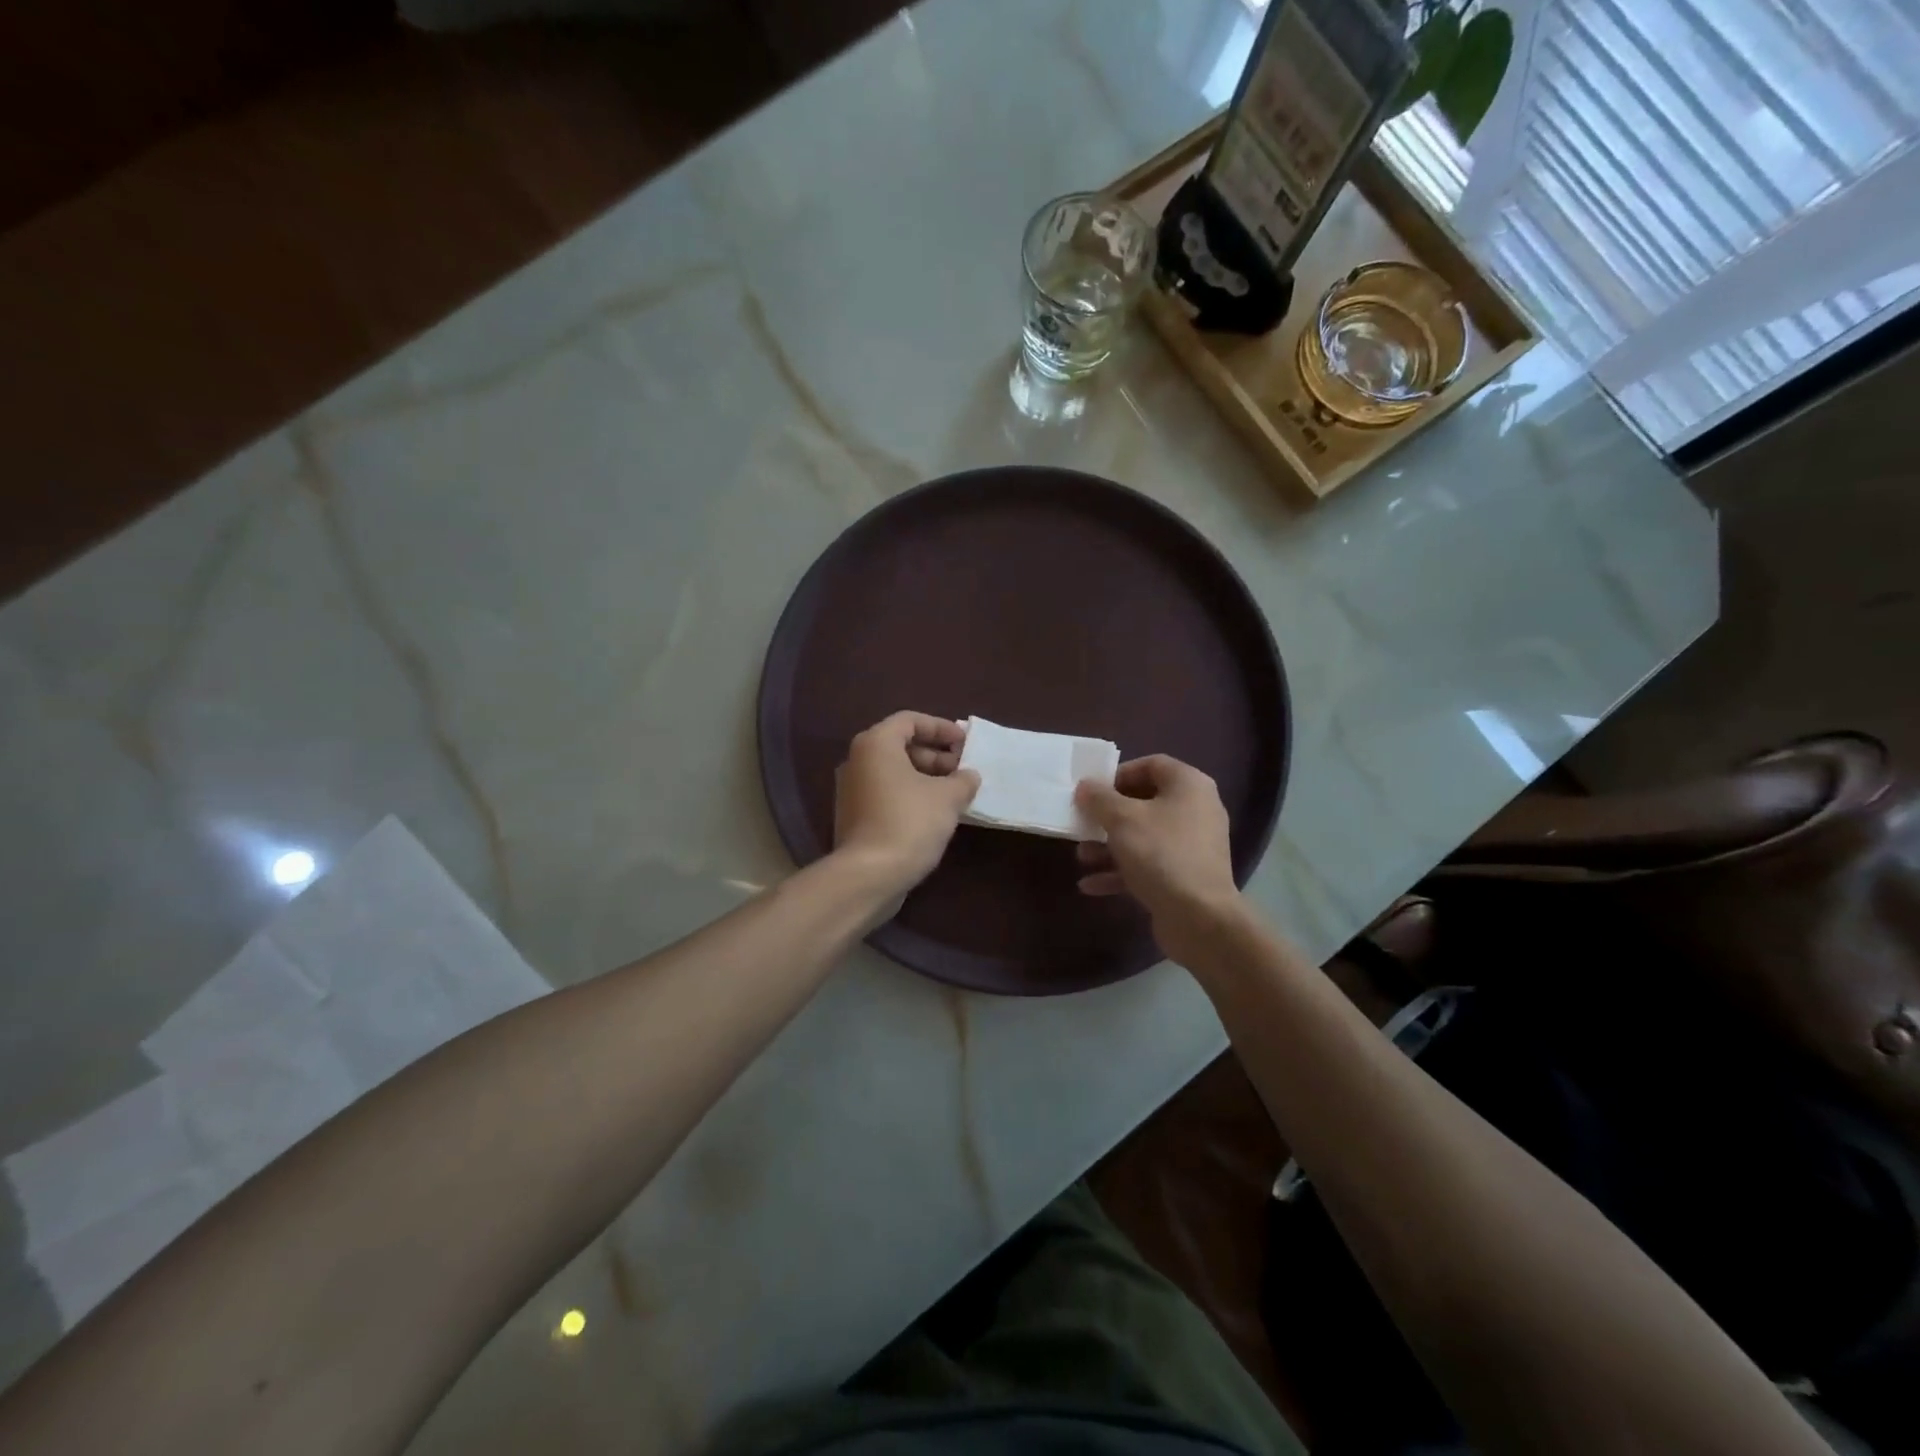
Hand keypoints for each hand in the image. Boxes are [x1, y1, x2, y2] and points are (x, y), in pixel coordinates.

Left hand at [833, 712, 979, 896]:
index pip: (910, 720)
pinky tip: (935, 813)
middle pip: (900, 745)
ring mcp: (851, 789)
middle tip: (963, 770)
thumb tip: (968, 776)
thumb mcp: (948, 797)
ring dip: (925, 777)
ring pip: (893, 771)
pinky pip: (886, 792)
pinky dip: (910, 794)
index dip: (941, 728)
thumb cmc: (909, 823)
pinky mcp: (853, 815)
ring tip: (954, 793)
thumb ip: (963, 780)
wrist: (869, 875)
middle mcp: (857, 760)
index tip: (965, 743)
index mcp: (876, 744)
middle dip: (935, 755)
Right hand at [1074, 755, 1241, 958]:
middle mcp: (1195, 810)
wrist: (1199, 918)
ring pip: (1143, 837)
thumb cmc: (1160, 854)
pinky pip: (1148, 865)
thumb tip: (1086, 786)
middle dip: (1108, 816)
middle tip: (1082, 823)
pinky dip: (1121, 871)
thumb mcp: (1121, 819)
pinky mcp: (1185, 876)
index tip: (1094, 790)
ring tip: (1081, 857)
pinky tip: (1090, 885)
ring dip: (1109, 846)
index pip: (1152, 765)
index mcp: (1188, 786)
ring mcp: (1192, 845)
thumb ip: (1099, 798)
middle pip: (1144, 802)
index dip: (1119, 774)